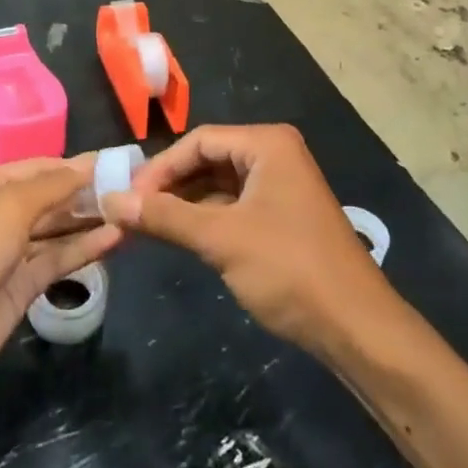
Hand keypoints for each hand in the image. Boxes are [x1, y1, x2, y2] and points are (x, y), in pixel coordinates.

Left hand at [0, 157, 122, 410]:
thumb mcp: (5, 208)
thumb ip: (51, 187)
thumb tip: (87, 164)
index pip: (38, 167)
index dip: (76, 165)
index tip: (119, 162)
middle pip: (48, 199)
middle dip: (87, 193)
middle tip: (136, 189)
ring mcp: (5, 256)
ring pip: (55, 231)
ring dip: (89, 221)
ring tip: (134, 212)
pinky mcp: (17, 293)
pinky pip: (55, 263)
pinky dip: (83, 250)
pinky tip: (115, 240)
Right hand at [100, 124, 390, 361]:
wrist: (356, 327)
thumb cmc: (289, 268)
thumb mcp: (221, 239)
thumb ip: (165, 216)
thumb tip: (111, 200)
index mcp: (267, 143)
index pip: (199, 140)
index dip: (160, 167)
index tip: (126, 197)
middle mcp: (275, 154)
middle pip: (209, 158)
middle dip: (171, 185)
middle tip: (132, 212)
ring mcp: (281, 185)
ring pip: (220, 184)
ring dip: (186, 203)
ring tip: (148, 226)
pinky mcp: (283, 215)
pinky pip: (235, 205)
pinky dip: (207, 218)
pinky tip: (181, 237)